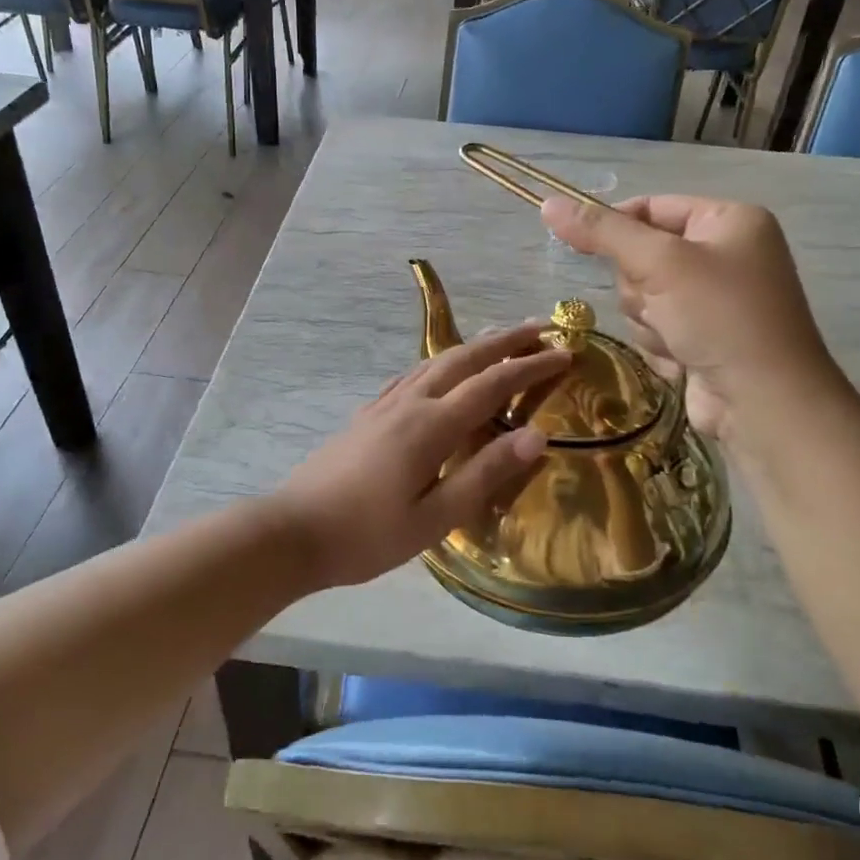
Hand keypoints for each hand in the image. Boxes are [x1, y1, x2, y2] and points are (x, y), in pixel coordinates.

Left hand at [270, 325, 569, 589]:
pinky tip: (439, 368)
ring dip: (473, 346)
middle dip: (505, 340)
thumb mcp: (435, 517)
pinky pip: (412, 375)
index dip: (531, 365)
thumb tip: (538, 435)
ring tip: (500, 337)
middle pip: (464, 358)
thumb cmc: (368, 534)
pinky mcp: (367, 415)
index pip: (493, 384)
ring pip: (436, 361)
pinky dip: (439, 362)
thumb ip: (486, 473)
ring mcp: (384, 405)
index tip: (566, 351)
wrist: (294, 531)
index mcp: (432, 426)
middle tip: (541, 326)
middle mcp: (410, 403)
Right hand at [541, 195, 840, 444]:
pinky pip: (655, 328)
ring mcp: (714, 300)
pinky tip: (683, 359)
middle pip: (641, 256)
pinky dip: (660, 344)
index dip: (615, 225)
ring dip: (648, 320)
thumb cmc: (720, 317)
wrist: (763, 402)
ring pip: (642, 297)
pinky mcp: (702, 338)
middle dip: (641, 286)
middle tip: (660, 302)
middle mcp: (725, 255)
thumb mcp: (659, 263)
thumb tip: (548, 203)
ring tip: (677, 337)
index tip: (581, 245)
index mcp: (729, 221)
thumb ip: (602, 232)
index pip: (652, 207)